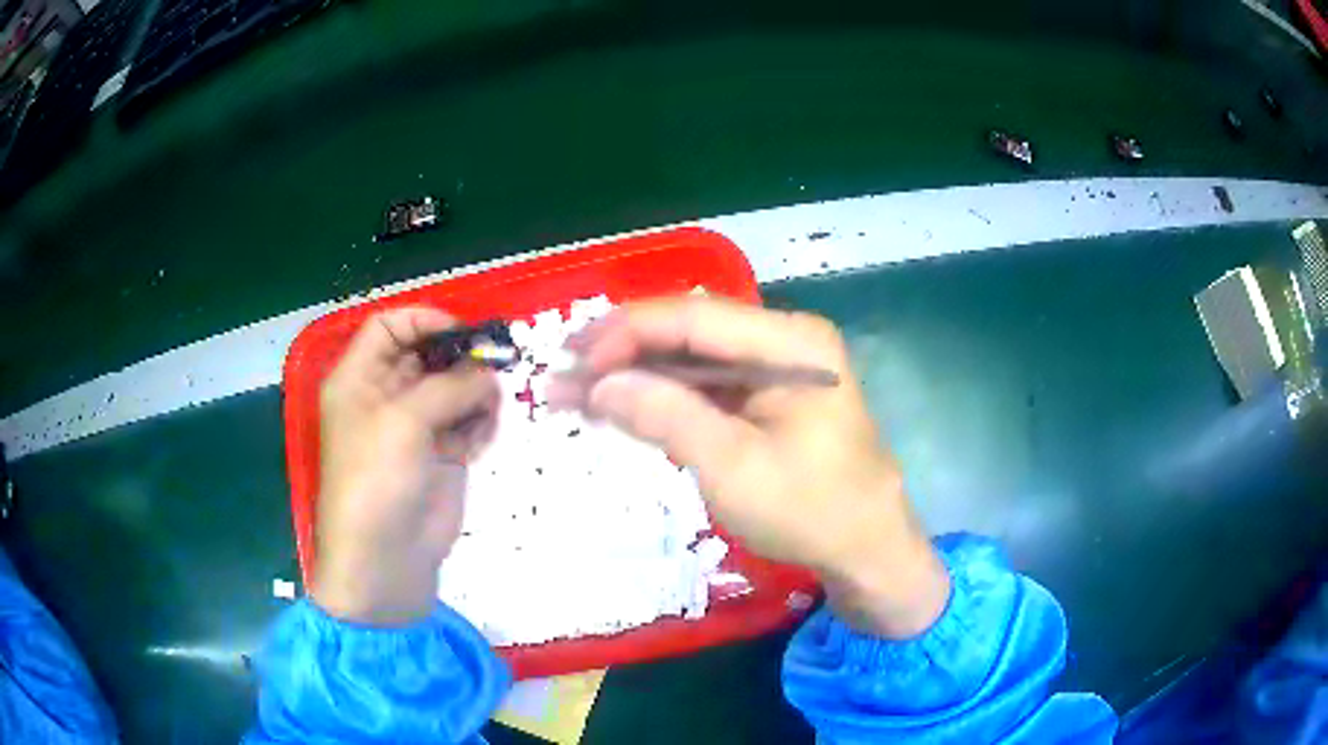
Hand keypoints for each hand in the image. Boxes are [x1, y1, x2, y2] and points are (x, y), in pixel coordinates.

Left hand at [312, 308, 499, 625]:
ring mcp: (416, 427)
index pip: (389, 327)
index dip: (424, 320)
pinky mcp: (441, 455)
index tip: (464, 331)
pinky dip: (481, 424)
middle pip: (428, 356)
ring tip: (488, 412)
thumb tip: (489, 374)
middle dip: (461, 358)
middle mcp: (386, 396)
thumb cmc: (377, 482)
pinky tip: (481, 441)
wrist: (385, 560)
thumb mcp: (404, 422)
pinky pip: (469, 422)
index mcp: (360, 379)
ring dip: (476, 393)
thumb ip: (450, 386)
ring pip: (455, 388)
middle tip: (498, 364)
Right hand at [557, 297, 948, 637]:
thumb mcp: (733, 467)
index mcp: (791, 342)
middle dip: (622, 354)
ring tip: (573, 393)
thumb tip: (598, 384)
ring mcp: (776, 368)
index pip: (694, 318)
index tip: (575, 363)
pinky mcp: (766, 398)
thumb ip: (665, 416)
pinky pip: (705, 387)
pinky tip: (616, 406)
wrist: (866, 549)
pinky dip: (660, 398)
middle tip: (562, 375)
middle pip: (689, 333)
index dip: (626, 333)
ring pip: (690, 361)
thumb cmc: (811, 510)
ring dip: (633, 377)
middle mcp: (784, 340)